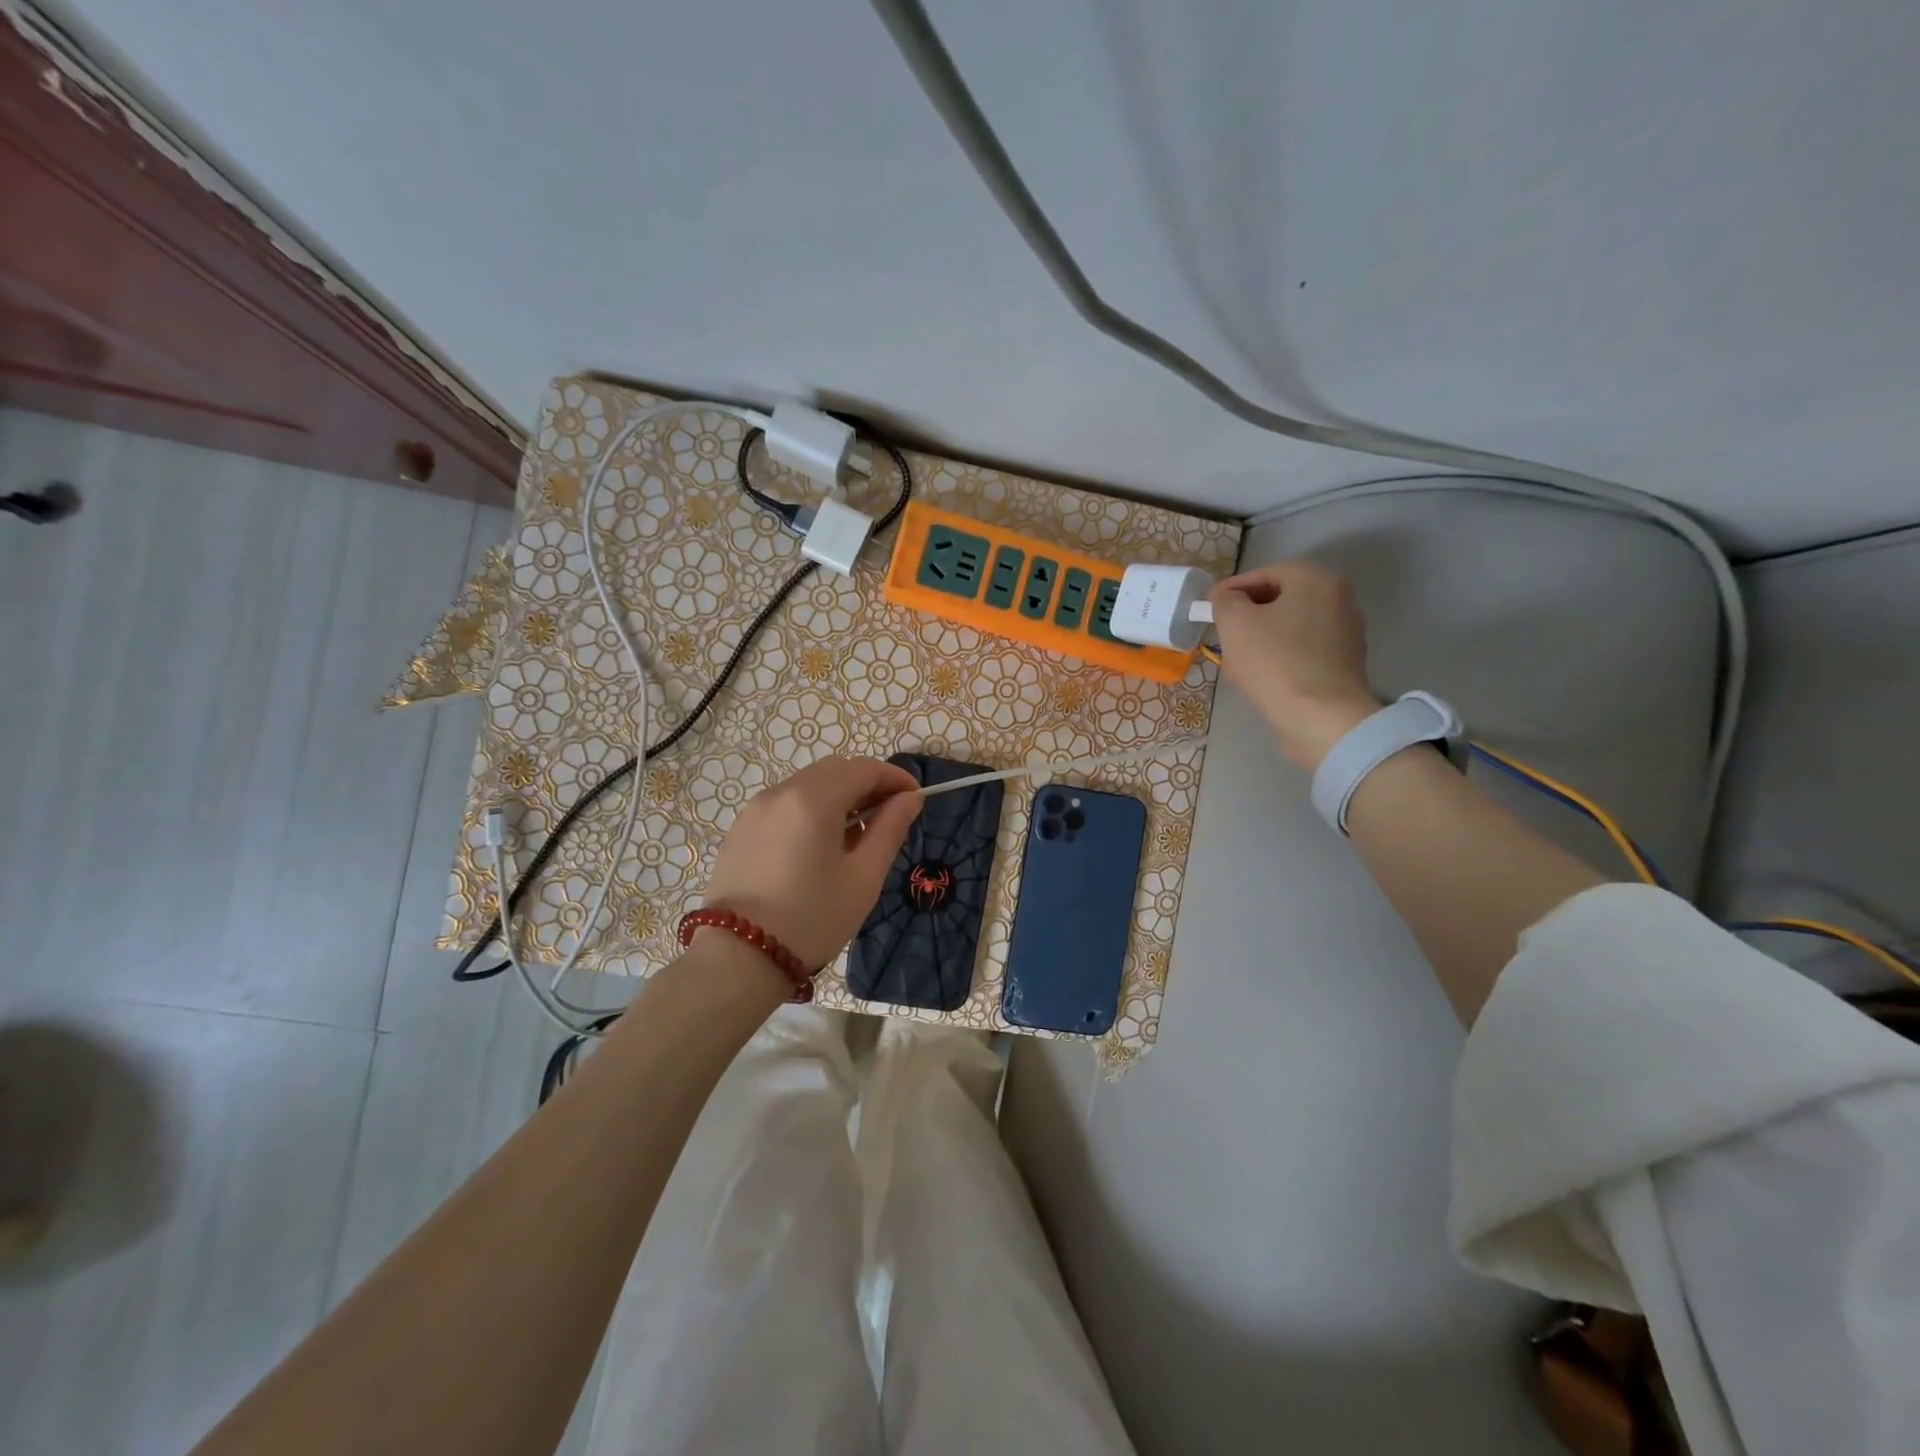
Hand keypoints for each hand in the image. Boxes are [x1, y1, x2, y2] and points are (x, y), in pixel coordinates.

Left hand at [699, 757, 922, 967]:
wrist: (737, 960)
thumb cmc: (812, 919)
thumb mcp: (863, 877)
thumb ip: (890, 830)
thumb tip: (910, 799)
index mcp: (813, 799)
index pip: (864, 768)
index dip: (895, 778)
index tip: (916, 798)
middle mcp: (781, 792)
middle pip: (834, 769)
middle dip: (867, 783)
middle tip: (889, 816)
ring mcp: (756, 809)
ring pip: (808, 784)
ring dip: (839, 796)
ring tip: (856, 835)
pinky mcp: (741, 829)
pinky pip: (786, 804)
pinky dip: (812, 809)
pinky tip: (820, 846)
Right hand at [1209, 561, 1378, 769]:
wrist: (1320, 718)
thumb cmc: (1275, 661)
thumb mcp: (1235, 622)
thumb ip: (1225, 600)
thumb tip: (1227, 597)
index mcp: (1316, 579)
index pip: (1263, 574)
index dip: (1230, 591)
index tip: (1209, 612)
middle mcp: (1339, 599)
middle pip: (1278, 601)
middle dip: (1247, 618)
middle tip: (1223, 638)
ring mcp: (1346, 633)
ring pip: (1289, 628)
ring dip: (1261, 640)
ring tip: (1239, 664)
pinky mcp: (1344, 664)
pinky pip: (1302, 652)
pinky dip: (1281, 659)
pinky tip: (1263, 680)